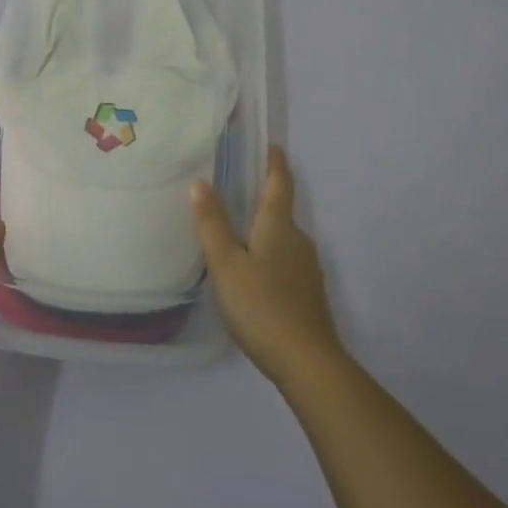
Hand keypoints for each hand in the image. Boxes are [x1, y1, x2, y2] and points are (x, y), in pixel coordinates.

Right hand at [192, 147, 346, 389]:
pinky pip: (286, 261)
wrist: (307, 362)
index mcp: (279, 227)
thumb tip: (200, 182)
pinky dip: (270, 255)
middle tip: (238, 189)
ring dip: (265, 229)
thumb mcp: (227, 264)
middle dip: (264, 197)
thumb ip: (212, 224)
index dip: (275, 163)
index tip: (272, 146)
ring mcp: (307, 269)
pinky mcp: (308, 293)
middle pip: (282, 211)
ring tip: (239, 231)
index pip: (279, 184)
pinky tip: (254, 272)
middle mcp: (299, 241)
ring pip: (284, 239)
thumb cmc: (262, 306)